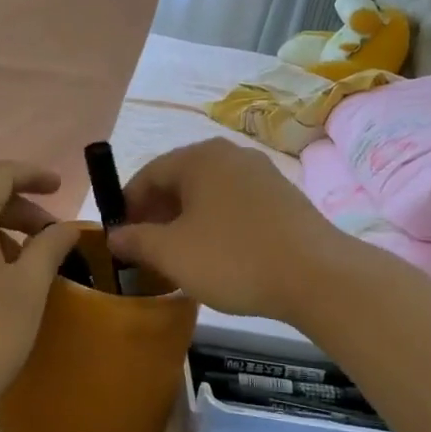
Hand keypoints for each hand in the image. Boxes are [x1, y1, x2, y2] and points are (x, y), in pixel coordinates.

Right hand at [108, 139, 343, 320]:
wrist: (317, 275)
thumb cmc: (233, 258)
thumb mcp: (172, 253)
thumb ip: (136, 240)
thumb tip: (114, 235)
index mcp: (200, 158)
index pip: (149, 173)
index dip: (128, 206)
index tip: (120, 238)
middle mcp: (231, 156)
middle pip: (180, 181)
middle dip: (157, 216)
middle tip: (146, 252)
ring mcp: (262, 175)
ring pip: (209, 195)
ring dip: (186, 223)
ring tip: (180, 259)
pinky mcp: (284, 199)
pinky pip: (235, 206)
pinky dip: (216, 226)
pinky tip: (218, 258)